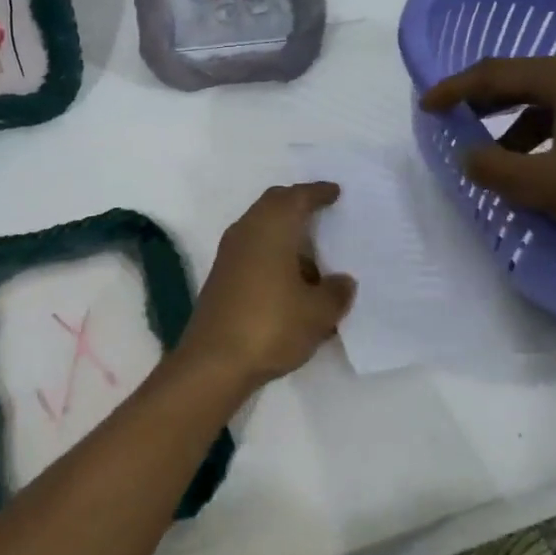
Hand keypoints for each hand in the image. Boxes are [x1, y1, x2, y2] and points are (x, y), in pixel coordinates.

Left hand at [177, 184, 356, 388]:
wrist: (214, 362)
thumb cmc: (271, 324)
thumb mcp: (318, 312)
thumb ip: (336, 292)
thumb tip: (342, 281)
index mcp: (272, 226)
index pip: (297, 197)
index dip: (318, 192)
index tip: (335, 192)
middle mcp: (247, 231)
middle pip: (274, 205)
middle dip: (297, 204)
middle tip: (322, 211)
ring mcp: (229, 254)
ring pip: (261, 228)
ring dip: (284, 233)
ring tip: (312, 253)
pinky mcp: (222, 277)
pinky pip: (253, 250)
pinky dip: (273, 253)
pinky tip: (290, 279)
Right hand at [419, 56, 555, 257]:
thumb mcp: (547, 186)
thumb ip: (495, 170)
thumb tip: (469, 156)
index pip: (497, 73)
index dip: (455, 89)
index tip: (426, 106)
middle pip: (525, 78)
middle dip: (486, 101)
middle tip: (456, 120)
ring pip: (553, 97)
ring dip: (519, 122)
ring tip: (502, 156)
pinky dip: (550, 130)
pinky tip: (549, 162)